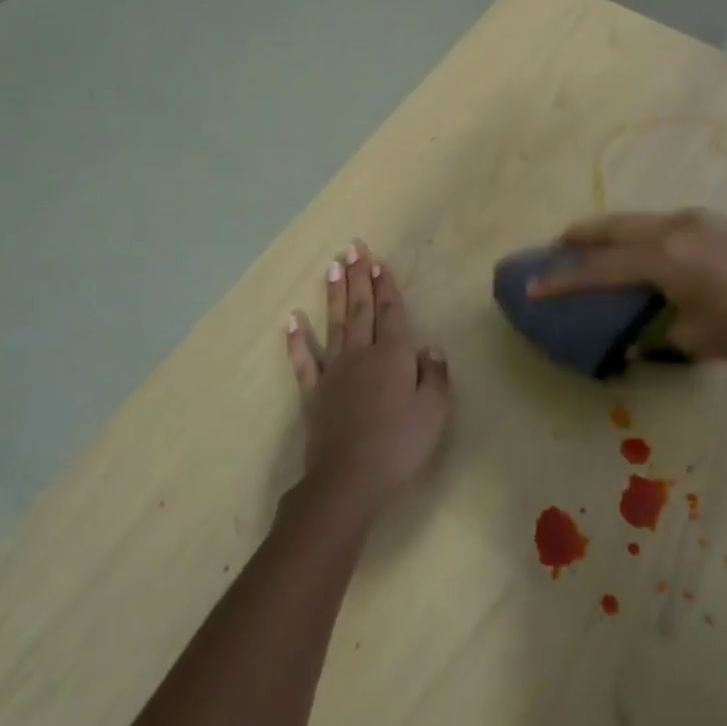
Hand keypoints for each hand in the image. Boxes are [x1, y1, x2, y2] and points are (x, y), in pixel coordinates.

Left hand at [285, 241, 450, 520]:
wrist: (349, 478)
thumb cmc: (398, 444)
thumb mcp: (433, 412)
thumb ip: (434, 375)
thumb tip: (429, 347)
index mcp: (393, 355)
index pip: (391, 312)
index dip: (386, 287)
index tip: (379, 262)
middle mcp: (362, 354)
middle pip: (360, 308)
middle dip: (358, 277)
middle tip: (353, 248)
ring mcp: (334, 371)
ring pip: (335, 324)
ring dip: (333, 294)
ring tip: (331, 267)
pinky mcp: (314, 392)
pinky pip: (304, 360)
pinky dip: (298, 340)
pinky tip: (292, 320)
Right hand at [529, 210, 726, 363]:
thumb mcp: (695, 339)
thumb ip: (653, 331)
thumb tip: (632, 334)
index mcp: (665, 259)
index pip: (599, 269)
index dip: (562, 279)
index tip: (531, 285)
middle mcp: (673, 228)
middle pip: (610, 227)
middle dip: (577, 237)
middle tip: (553, 250)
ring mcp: (694, 219)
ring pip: (634, 220)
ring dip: (606, 233)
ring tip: (588, 249)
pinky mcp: (711, 222)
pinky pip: (657, 223)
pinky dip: (634, 234)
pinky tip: (636, 251)